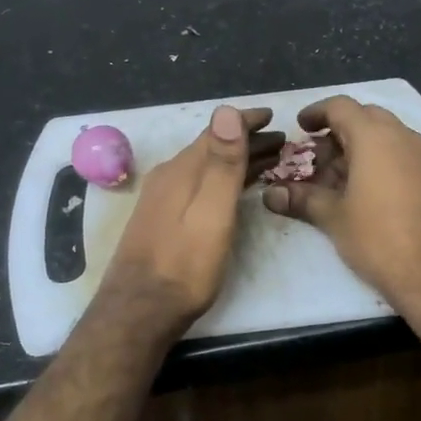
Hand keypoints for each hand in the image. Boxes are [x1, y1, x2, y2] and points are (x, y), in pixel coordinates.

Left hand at [96, 105, 280, 335]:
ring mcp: (161, 199)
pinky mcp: (162, 219)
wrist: (139, 311)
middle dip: (245, 141)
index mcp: (181, 170)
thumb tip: (226, 109)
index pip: (216, 132)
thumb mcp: (211, 212)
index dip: (245, 121)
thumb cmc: (184, 265)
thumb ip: (221, 163)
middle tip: (281, 140)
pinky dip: (221, 180)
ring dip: (235, 161)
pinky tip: (231, 191)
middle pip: (211, 149)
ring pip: (205, 168)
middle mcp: (168, 177)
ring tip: (267, 161)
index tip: (272, 115)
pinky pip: (198, 185)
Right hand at [261, 96, 420, 308]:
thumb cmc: (379, 237)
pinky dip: (376, 162)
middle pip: (364, 118)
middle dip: (336, 132)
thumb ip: (301, 198)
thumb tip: (270, 194)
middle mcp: (402, 137)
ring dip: (356, 149)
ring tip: (332, 179)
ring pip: (383, 137)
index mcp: (375, 137)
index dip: (316, 113)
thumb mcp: (333, 217)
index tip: (299, 128)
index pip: (341, 106)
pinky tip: (360, 193)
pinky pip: (399, 155)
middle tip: (314, 157)